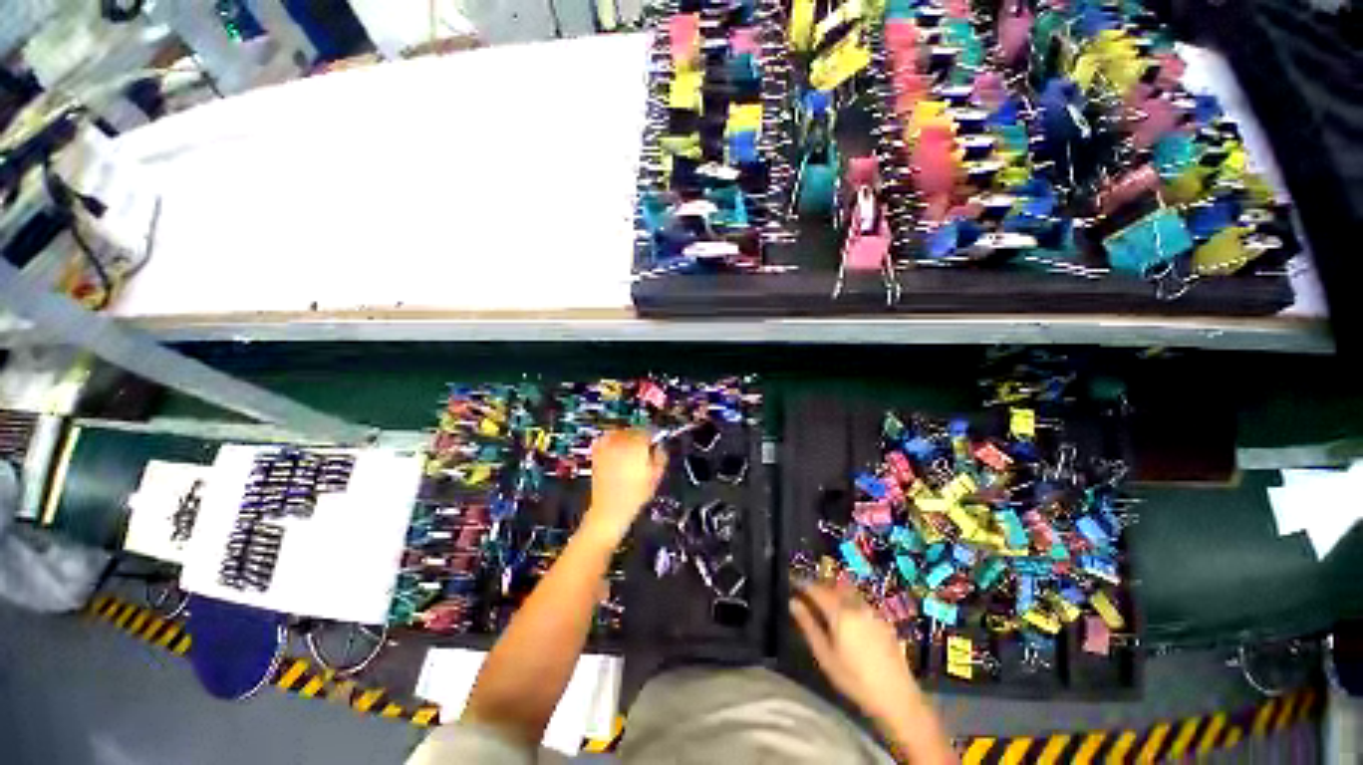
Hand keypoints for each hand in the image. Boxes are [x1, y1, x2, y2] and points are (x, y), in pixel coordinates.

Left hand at [582, 429, 667, 543]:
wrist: (610, 509)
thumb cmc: (635, 495)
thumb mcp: (656, 476)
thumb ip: (661, 456)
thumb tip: (660, 446)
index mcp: (637, 446)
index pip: (649, 430)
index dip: (655, 434)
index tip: (658, 439)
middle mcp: (621, 442)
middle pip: (634, 429)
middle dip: (641, 434)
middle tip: (647, 444)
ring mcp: (607, 446)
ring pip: (621, 431)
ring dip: (628, 435)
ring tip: (633, 446)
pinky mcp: (597, 452)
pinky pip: (606, 437)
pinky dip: (613, 439)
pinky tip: (617, 447)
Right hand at [789, 580, 922, 723]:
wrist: (896, 697)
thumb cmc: (854, 679)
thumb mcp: (825, 656)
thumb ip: (808, 626)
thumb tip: (793, 602)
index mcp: (840, 612)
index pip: (816, 589)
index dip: (803, 584)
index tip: (792, 583)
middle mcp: (856, 604)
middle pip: (833, 586)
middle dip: (818, 586)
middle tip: (806, 592)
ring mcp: (872, 610)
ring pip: (847, 591)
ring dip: (833, 591)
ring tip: (824, 602)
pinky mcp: (882, 619)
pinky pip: (860, 601)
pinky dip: (848, 600)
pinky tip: (846, 614)